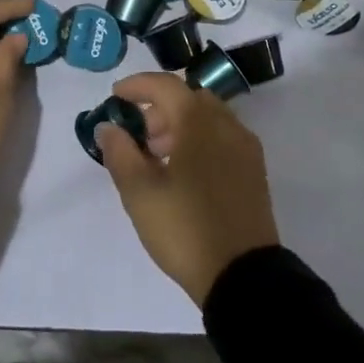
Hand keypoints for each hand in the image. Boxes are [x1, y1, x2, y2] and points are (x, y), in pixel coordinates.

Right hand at [98, 72, 279, 306]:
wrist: (243, 276)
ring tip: (155, 157)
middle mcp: (227, 124)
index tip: (115, 96)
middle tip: (136, 135)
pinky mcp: (254, 171)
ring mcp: (245, 148)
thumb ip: (119, 152)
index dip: (137, 86)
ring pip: (208, 117)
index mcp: (199, 121)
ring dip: (179, 124)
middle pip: (189, 98)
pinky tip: (183, 171)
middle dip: (158, 108)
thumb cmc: (185, 228)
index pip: (166, 85)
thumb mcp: (139, 192)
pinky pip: (222, 137)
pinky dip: (199, 140)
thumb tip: (109, 127)